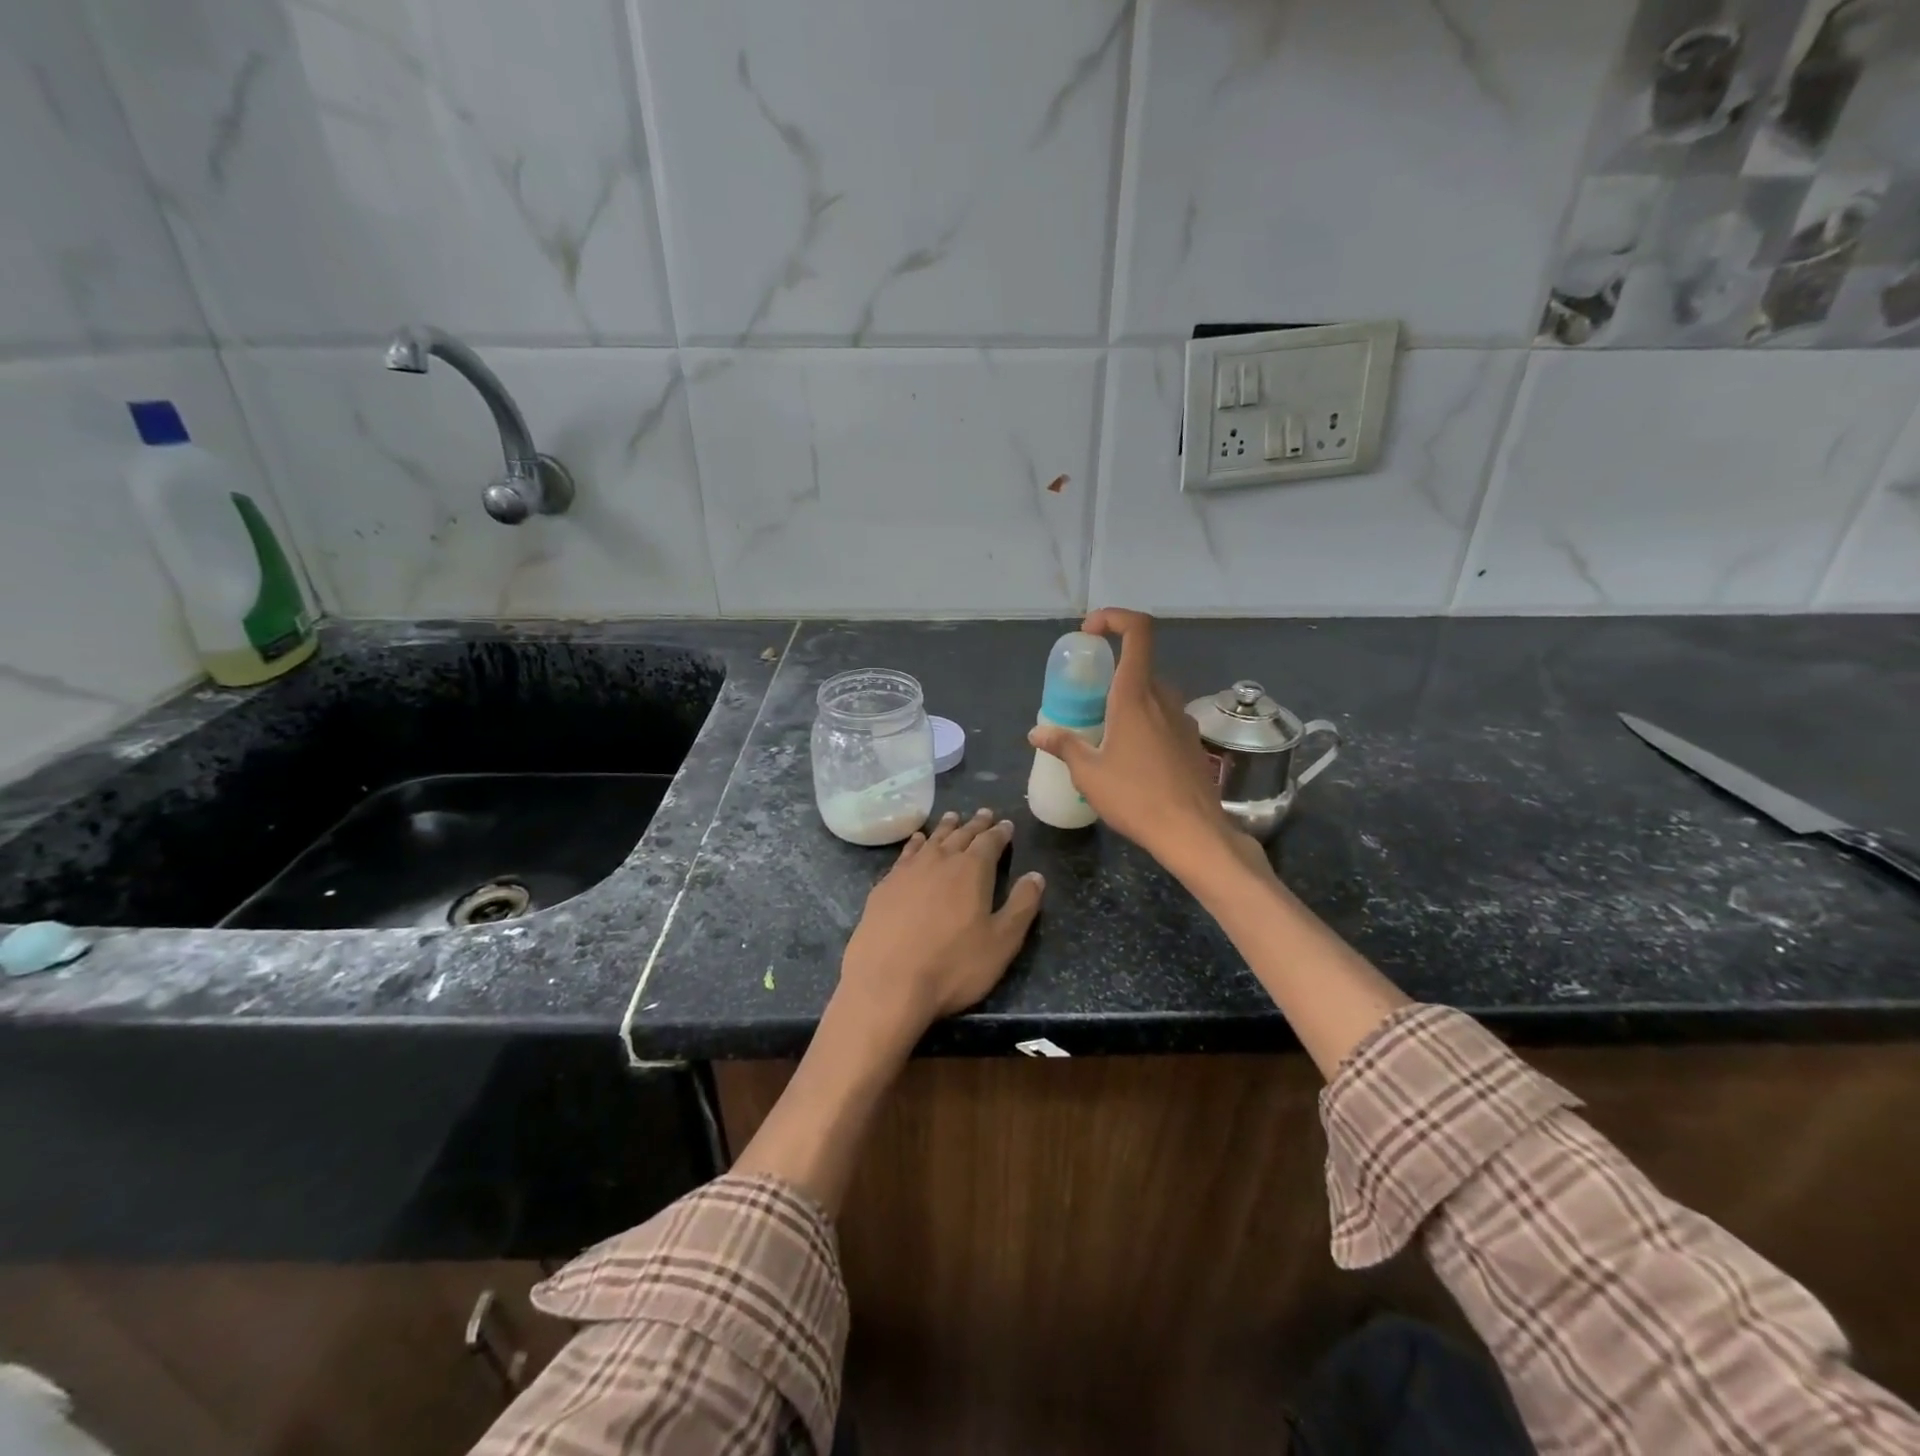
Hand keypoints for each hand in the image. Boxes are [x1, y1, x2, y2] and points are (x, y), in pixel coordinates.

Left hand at [837, 808, 1045, 1044]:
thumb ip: (1022, 906)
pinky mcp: (884, 886)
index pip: (990, 842)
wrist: (887, 984)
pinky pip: (905, 854)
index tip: (1006, 824)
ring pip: (931, 840)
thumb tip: (1036, 876)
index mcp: (972, 870)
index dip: (1000, 833)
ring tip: (952, 817)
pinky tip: (916, 842)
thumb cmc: (952, 966)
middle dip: (975, 824)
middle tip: (983, 813)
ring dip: (945, 828)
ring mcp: (908, 871)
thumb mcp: (1002, 942)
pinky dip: (915, 844)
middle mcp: (939, 861)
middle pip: (960, 835)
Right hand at [1028, 609, 1254, 880]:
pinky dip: (1144, 724)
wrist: (1192, 832)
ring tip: (1105, 736)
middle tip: (1085, 702)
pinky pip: (1164, 718)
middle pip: (1138, 667)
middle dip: (1110, 676)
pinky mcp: (1192, 742)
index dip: (1115, 618)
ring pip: (1152, 695)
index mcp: (1135, 695)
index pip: (1137, 631)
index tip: (1090, 632)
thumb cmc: (1135, 797)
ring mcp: (1182, 719)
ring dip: (1127, 703)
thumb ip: (1063, 745)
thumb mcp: (1088, 773)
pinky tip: (1131, 760)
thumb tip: (1037, 732)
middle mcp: (1163, 698)